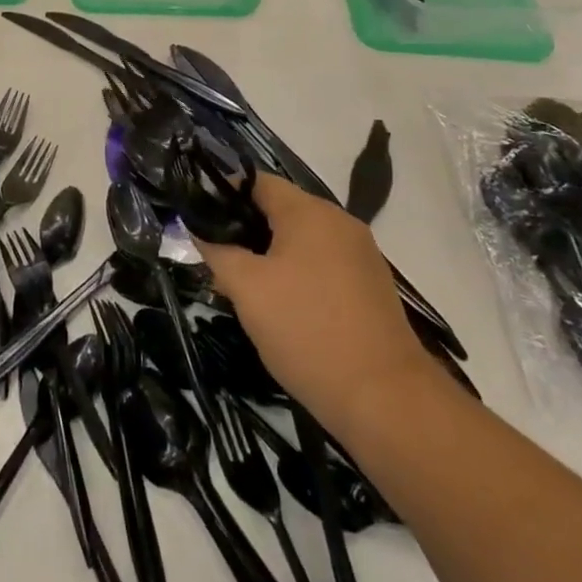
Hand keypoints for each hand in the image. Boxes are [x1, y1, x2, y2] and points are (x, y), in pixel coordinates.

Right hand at [194, 174, 435, 433]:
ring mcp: (361, 255)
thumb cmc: (306, 329)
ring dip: (270, 257)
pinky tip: (282, 309)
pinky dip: (297, 276)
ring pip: (301, 241)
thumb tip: (197, 229)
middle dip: (245, 231)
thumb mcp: (246, 288)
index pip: (257, 182)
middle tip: (216, 261)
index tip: (199, 221)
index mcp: (310, 212)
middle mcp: (340, 223)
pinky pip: (323, 265)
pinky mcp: (371, 287)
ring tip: (243, 289)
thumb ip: (216, 251)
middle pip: (280, 210)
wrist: (385, 399)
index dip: (223, 194)